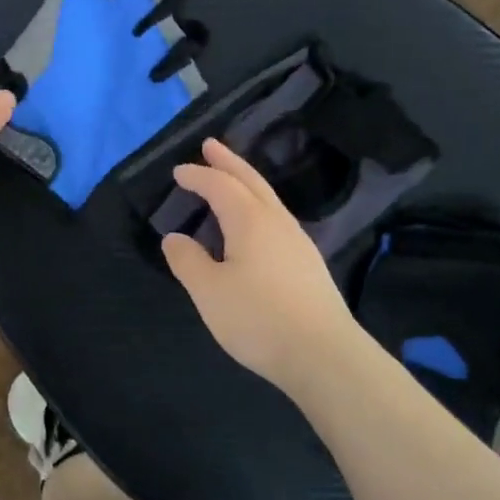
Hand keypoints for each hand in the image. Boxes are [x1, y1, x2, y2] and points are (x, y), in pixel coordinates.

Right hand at [161, 139, 365, 391]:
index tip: (178, 172)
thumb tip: (175, 238)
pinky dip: (258, 205)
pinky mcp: (308, 263)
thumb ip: (187, 261)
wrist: (324, 355)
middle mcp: (277, 221)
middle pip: (251, 180)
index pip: (220, 186)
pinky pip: (276, 217)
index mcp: (250, 220)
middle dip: (228, 161)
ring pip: (268, 198)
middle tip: (211, 144)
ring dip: (246, 181)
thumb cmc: (259, 319)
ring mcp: (298, 241)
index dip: (198, 176)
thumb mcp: (209, 292)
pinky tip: (255, 224)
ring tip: (230, 178)